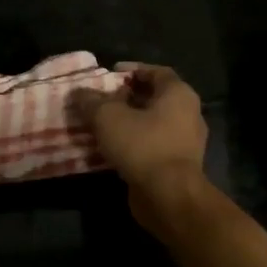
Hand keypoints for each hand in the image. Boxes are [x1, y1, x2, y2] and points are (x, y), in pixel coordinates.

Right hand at [71, 64, 208, 225]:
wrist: (168, 196)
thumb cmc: (142, 146)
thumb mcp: (108, 117)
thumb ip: (92, 101)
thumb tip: (78, 92)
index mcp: (178, 94)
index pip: (156, 71)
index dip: (132, 70)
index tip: (109, 75)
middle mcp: (188, 114)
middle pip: (155, 98)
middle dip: (127, 98)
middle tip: (101, 101)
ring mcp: (185, 142)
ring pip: (153, 124)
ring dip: (129, 123)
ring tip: (102, 126)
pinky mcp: (178, 165)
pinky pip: (153, 146)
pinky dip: (134, 144)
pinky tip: (113, 149)